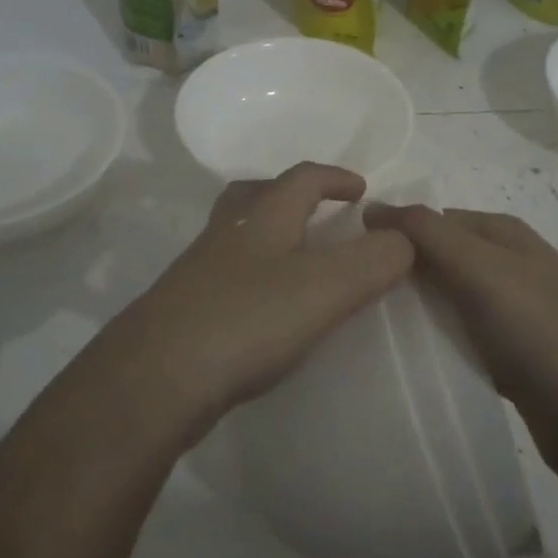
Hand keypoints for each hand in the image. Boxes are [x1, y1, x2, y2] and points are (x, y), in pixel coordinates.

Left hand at [122, 163, 413, 420]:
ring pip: (236, 237)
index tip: (362, 190)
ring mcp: (198, 273)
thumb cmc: (247, 320)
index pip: (303, 178)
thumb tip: (404, 239)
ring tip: (296, 265)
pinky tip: (264, 314)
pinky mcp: (183, 312)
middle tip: (319, 214)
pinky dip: (252, 280)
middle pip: (255, 195)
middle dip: (290, 196)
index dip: (335, 178)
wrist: (154, 379)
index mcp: (262, 217)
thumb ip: (374, 260)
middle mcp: (226, 234)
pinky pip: (226, 279)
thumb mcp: (326, 287)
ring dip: (268, 238)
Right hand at [362, 204, 557, 477]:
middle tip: (350, 299)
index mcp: (502, 233)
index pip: (432, 219)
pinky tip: (407, 361)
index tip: (349, 262)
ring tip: (366, 330)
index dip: (392, 234)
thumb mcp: (480, 268)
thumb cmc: (541, 331)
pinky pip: (461, 339)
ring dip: (416, 312)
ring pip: (448, 301)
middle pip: (439, 259)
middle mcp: (508, 265)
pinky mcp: (512, 356)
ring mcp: (513, 313)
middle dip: (400, 274)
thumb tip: (374, 206)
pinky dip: (437, 344)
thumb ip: (426, 233)